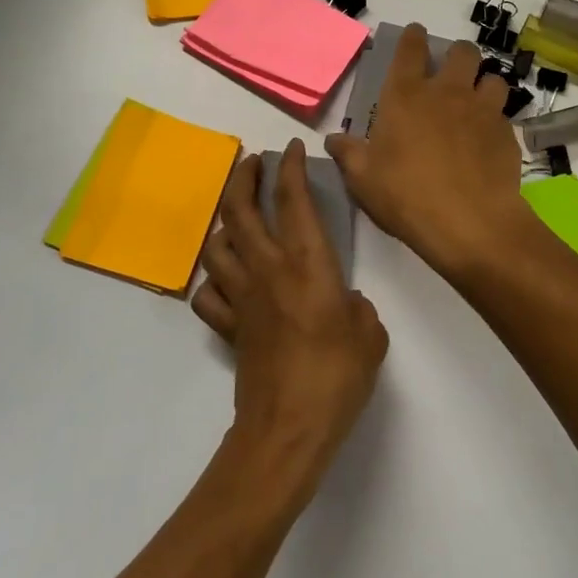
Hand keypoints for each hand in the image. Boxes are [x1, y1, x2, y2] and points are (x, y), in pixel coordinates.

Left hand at [192, 141, 387, 493]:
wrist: (287, 428)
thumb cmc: (337, 377)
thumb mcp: (370, 335)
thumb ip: (358, 308)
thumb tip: (345, 303)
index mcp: (307, 264)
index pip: (293, 200)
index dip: (290, 167)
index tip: (292, 149)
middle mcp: (267, 270)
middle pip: (239, 209)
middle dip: (242, 177)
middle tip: (252, 162)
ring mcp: (241, 298)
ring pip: (216, 245)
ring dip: (223, 222)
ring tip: (237, 216)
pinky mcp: (228, 327)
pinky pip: (208, 293)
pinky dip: (213, 280)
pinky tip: (226, 280)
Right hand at [325, 24, 538, 276]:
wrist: (469, 222)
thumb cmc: (406, 196)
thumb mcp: (363, 178)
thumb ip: (348, 153)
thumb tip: (333, 140)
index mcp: (406, 95)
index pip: (411, 49)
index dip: (413, 37)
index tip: (416, 35)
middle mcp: (447, 92)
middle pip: (462, 52)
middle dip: (457, 55)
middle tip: (450, 72)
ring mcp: (482, 110)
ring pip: (492, 78)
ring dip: (484, 85)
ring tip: (476, 103)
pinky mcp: (507, 134)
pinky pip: (504, 115)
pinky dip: (496, 121)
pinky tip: (488, 140)